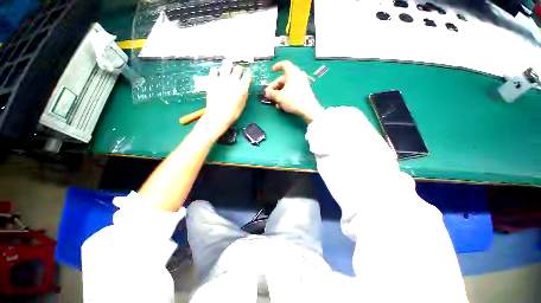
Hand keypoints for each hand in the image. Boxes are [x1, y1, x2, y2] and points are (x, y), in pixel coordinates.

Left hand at [198, 64, 251, 137]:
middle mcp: (233, 81)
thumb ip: (244, 94)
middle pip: (238, 68)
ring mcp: (222, 79)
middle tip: (239, 72)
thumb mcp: (243, 104)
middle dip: (240, 69)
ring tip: (228, 71)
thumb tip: (244, 87)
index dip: (248, 75)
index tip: (247, 76)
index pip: (248, 75)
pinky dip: (217, 71)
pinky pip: (214, 70)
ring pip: (226, 66)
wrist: (218, 116)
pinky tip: (218, 74)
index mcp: (242, 87)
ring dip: (229, 68)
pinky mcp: (212, 80)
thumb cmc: (233, 113)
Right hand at [265, 61, 323, 122]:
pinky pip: (293, 90)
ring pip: (288, 86)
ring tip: (275, 102)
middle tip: (270, 94)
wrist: (309, 109)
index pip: (284, 64)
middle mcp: (298, 75)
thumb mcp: (280, 97)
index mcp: (292, 72)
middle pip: (284, 78)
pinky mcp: (304, 91)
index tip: (272, 71)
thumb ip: (271, 94)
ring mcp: (302, 83)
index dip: (277, 66)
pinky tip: (282, 104)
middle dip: (275, 86)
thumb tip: (267, 93)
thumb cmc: (293, 100)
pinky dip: (286, 95)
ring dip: (280, 93)